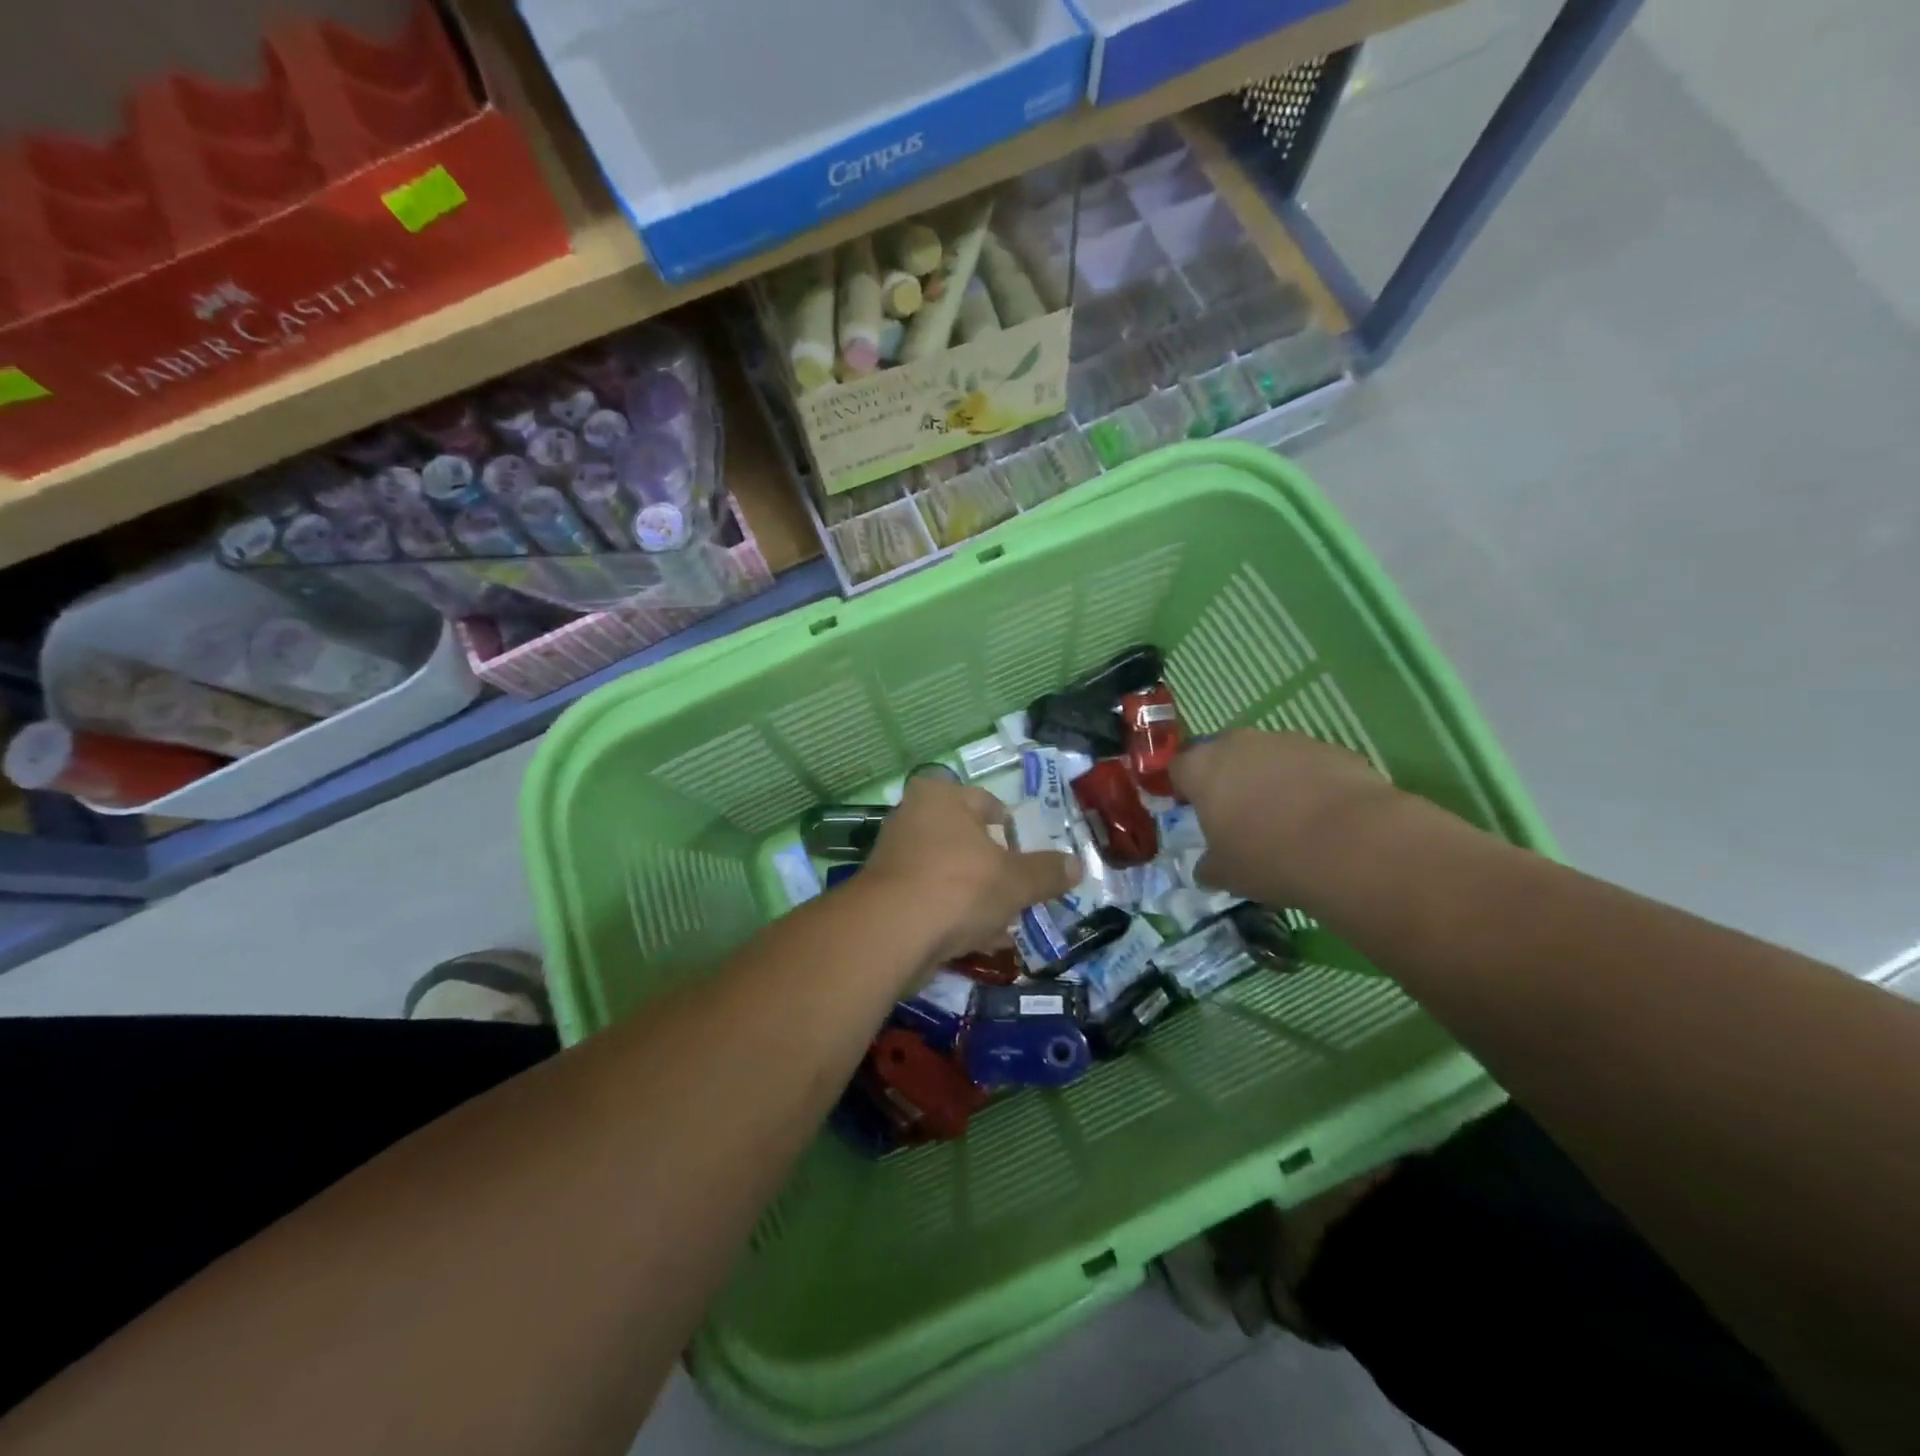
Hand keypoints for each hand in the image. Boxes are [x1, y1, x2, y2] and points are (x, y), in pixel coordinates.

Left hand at [861, 779, 1078, 965]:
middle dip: (993, 868)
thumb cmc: (959, 886)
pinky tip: (979, 942)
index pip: (985, 802)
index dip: (1009, 826)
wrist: (891, 933)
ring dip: (976, 897)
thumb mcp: (1015, 880)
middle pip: (966, 841)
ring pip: (949, 874)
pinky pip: (931, 901)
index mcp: (940, 797)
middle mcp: (912, 818)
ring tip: (1005, 923)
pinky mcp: (886, 896)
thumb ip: (1046, 872)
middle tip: (1018, 890)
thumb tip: (1077, 865)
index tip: (1025, 852)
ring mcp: (895, 858)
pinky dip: (954, 917)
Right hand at [1170, 729, 1399, 906]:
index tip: (1193, 812)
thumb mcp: (1226, 874)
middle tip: (1239, 815)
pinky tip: (1323, 817)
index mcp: (1203, 768)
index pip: (1178, 768)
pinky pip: (1307, 764)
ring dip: (1269, 779)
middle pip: (1223, 754)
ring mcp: (1288, 741)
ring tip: (1286, 819)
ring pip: (1267, 756)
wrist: (1352, 844)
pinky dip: (1308, 783)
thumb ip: (1209, 865)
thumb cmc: (1269, 857)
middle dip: (1227, 779)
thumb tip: (1207, 868)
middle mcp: (1240, 744)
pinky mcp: (1331, 748)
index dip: (1183, 789)